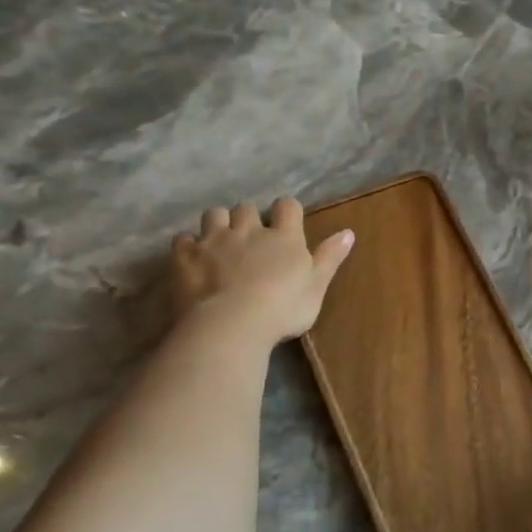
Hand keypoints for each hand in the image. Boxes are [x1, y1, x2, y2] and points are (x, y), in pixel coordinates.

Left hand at [170, 199, 353, 348]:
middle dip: (248, 216)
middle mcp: (248, 231)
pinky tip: (192, 257)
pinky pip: (183, 239)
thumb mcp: (316, 287)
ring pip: (214, 215)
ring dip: (218, 223)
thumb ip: (330, 258)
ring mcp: (214, 241)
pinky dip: (188, 244)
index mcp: (284, 237)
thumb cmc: (283, 309)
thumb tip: (348, 232)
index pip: (288, 206)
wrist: (230, 325)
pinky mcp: (185, 257)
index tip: (287, 222)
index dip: (287, 210)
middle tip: (251, 236)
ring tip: (221, 241)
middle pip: (246, 207)